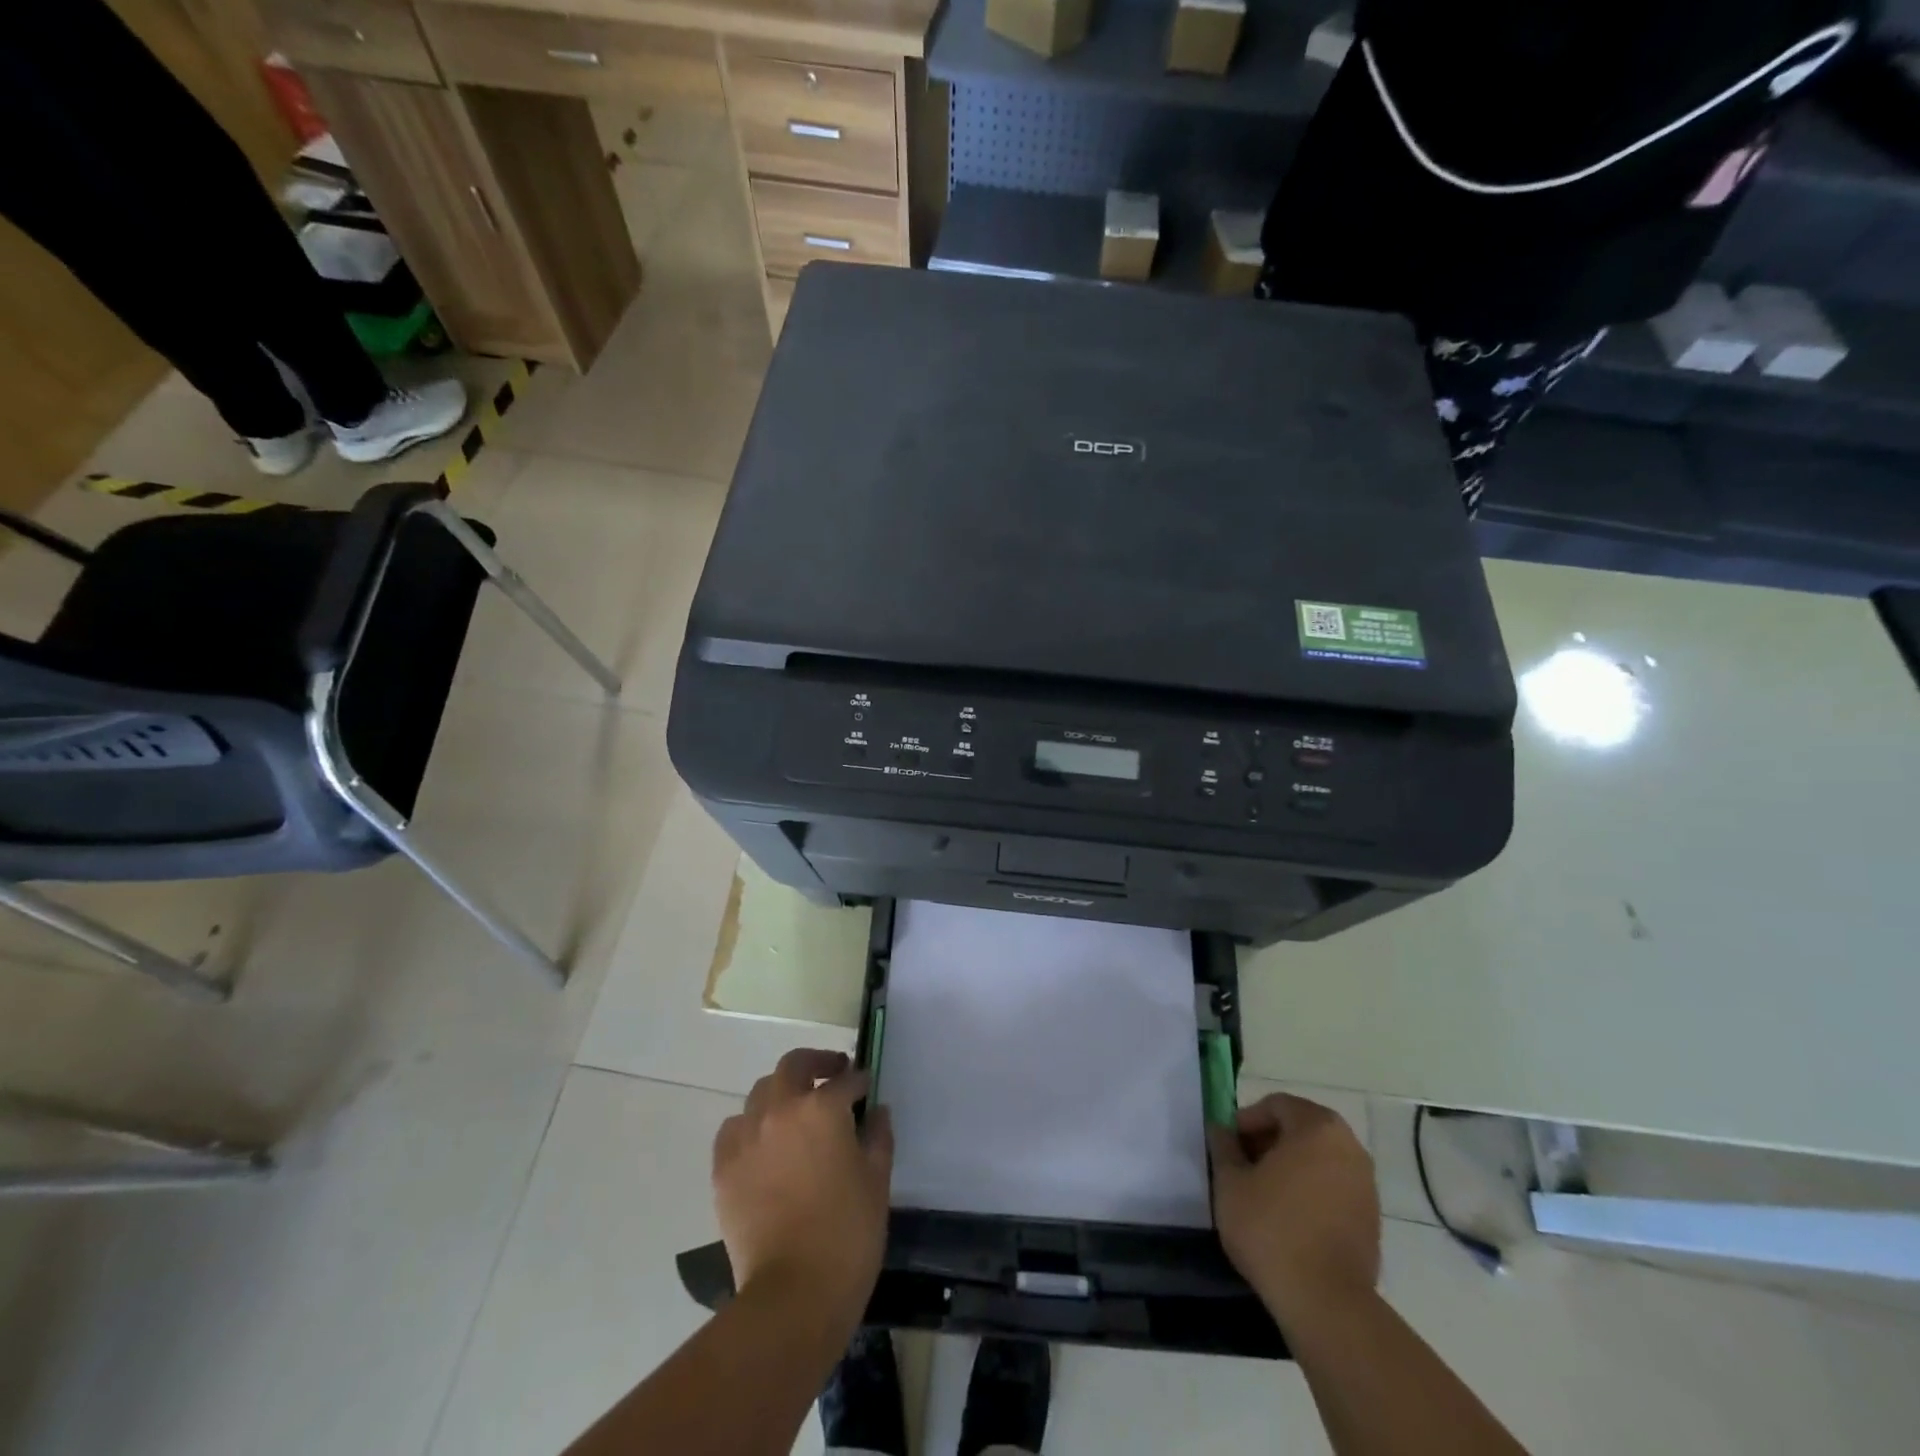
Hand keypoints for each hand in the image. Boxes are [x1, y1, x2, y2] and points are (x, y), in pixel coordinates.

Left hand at [713, 1049, 893, 1325]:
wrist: (794, 1294)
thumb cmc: (848, 1234)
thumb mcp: (877, 1180)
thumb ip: (878, 1136)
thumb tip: (876, 1111)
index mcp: (822, 1107)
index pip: (845, 1080)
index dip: (859, 1082)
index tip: (865, 1088)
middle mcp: (781, 1109)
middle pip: (794, 1065)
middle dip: (816, 1064)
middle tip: (832, 1074)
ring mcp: (747, 1136)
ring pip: (761, 1092)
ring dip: (781, 1092)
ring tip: (795, 1111)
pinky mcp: (724, 1166)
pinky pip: (734, 1128)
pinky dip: (750, 1125)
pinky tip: (763, 1142)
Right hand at [1208, 1093, 1380, 1327]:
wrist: (1326, 1303)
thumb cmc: (1272, 1229)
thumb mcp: (1230, 1182)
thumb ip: (1223, 1146)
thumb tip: (1221, 1129)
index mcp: (1317, 1127)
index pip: (1276, 1105)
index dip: (1247, 1121)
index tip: (1228, 1147)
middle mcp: (1349, 1147)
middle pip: (1300, 1129)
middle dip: (1268, 1142)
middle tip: (1242, 1168)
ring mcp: (1365, 1185)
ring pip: (1318, 1159)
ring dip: (1289, 1167)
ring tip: (1262, 1195)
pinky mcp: (1372, 1219)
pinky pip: (1333, 1188)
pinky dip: (1310, 1191)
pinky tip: (1288, 1219)